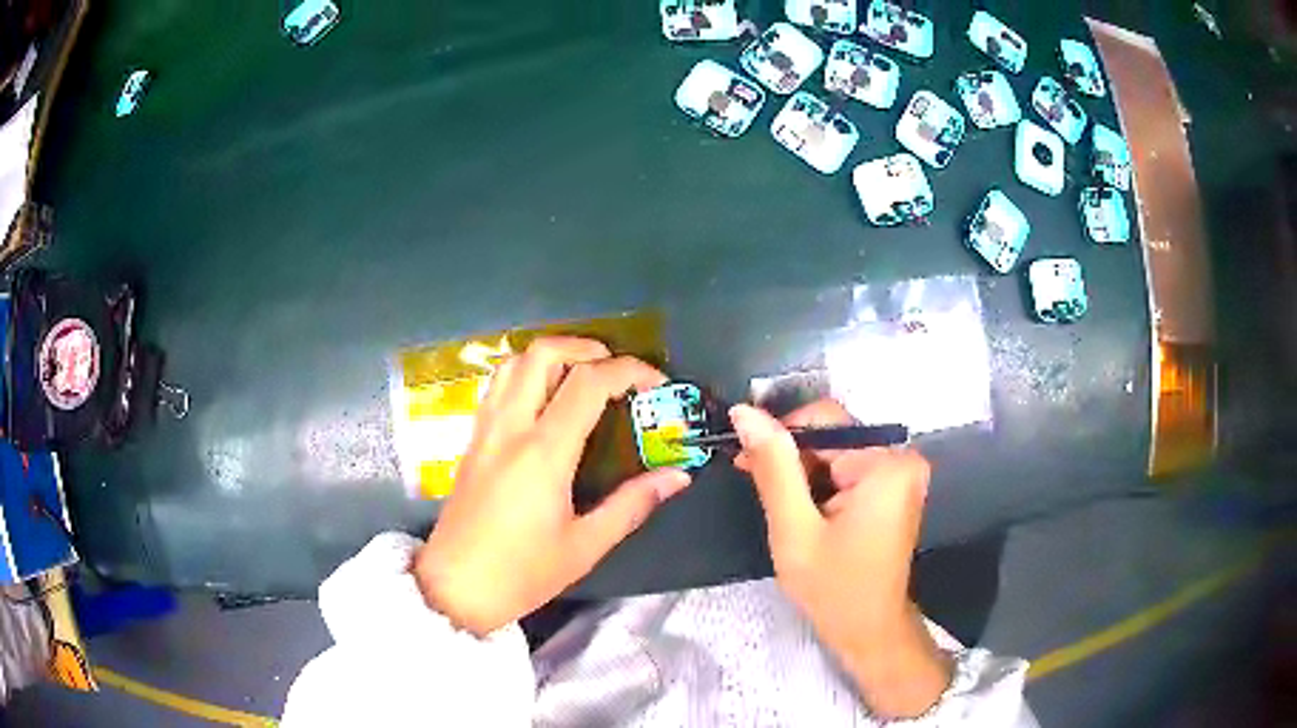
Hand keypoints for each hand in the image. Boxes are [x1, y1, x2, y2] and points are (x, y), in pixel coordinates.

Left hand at [413, 337, 691, 635]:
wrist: (455, 588)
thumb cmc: (522, 573)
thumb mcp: (585, 546)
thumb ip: (633, 504)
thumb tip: (677, 476)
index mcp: (543, 452)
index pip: (589, 383)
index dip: (630, 371)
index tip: (656, 384)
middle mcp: (510, 428)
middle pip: (543, 353)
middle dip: (587, 347)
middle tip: (616, 370)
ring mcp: (484, 430)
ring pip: (513, 362)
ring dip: (552, 355)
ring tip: (582, 376)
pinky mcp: (471, 440)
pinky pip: (497, 386)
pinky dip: (526, 374)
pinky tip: (544, 400)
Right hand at [730, 400, 950, 718]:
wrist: (868, 630)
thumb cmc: (833, 588)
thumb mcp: (794, 528)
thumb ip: (773, 468)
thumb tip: (746, 413)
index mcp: (886, 463)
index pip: (823, 420)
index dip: (780, 436)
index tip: (745, 461)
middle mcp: (901, 458)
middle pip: (831, 436)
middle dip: (792, 461)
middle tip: (760, 490)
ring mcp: (900, 473)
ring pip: (835, 453)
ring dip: (803, 475)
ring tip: (784, 511)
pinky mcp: (893, 488)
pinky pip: (848, 469)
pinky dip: (821, 485)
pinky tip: (804, 513)